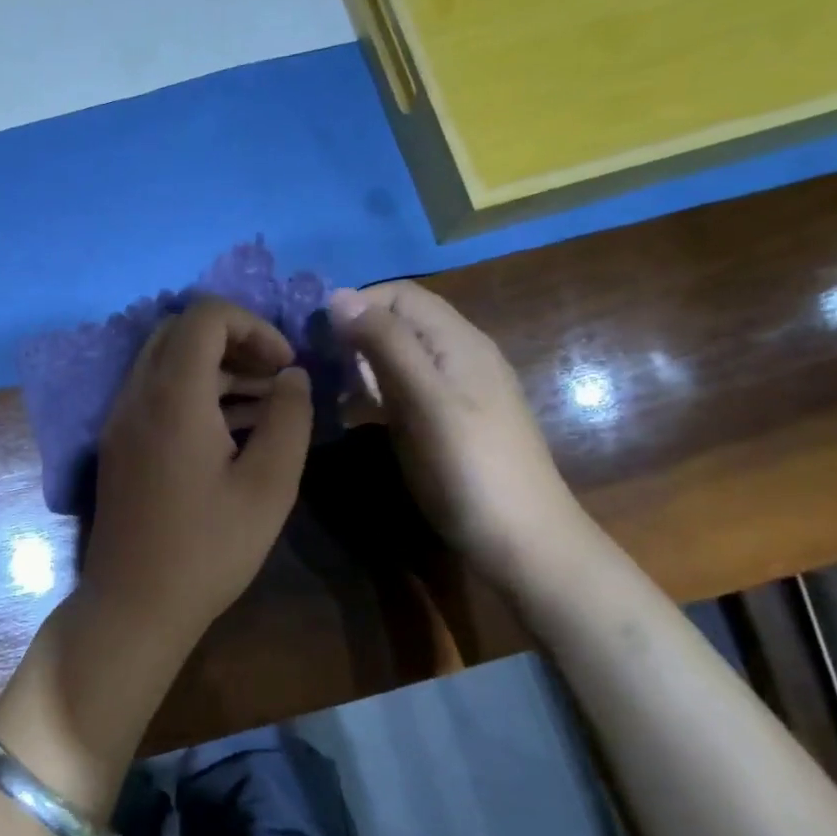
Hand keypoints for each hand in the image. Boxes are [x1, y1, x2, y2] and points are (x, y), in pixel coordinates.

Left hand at [79, 297, 313, 654]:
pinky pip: (154, 394)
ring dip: (215, 369)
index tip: (285, 366)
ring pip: (166, 362)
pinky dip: (193, 393)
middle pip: (180, 331)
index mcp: (172, 394)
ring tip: (265, 406)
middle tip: (274, 379)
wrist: (134, 604)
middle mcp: (136, 394)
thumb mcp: (268, 485)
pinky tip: (232, 432)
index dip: (253, 326)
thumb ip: (289, 419)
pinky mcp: (118, 444)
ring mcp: (120, 420)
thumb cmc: (208, 548)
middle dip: (234, 342)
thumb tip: (293, 376)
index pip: (204, 315)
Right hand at [327, 281, 586, 583]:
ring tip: (326, 391)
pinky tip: (351, 415)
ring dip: (358, 365)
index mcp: (457, 341)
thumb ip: (385, 344)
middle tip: (315, 367)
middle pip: (397, 323)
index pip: (398, 294)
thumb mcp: (423, 399)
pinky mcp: (445, 421)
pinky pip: (401, 390)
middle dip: (352, 334)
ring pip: (396, 357)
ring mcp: (453, 390)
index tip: (314, 336)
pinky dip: (372, 393)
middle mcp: (457, 356)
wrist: (522, 541)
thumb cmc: (469, 466)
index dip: (355, 304)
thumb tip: (338, 296)